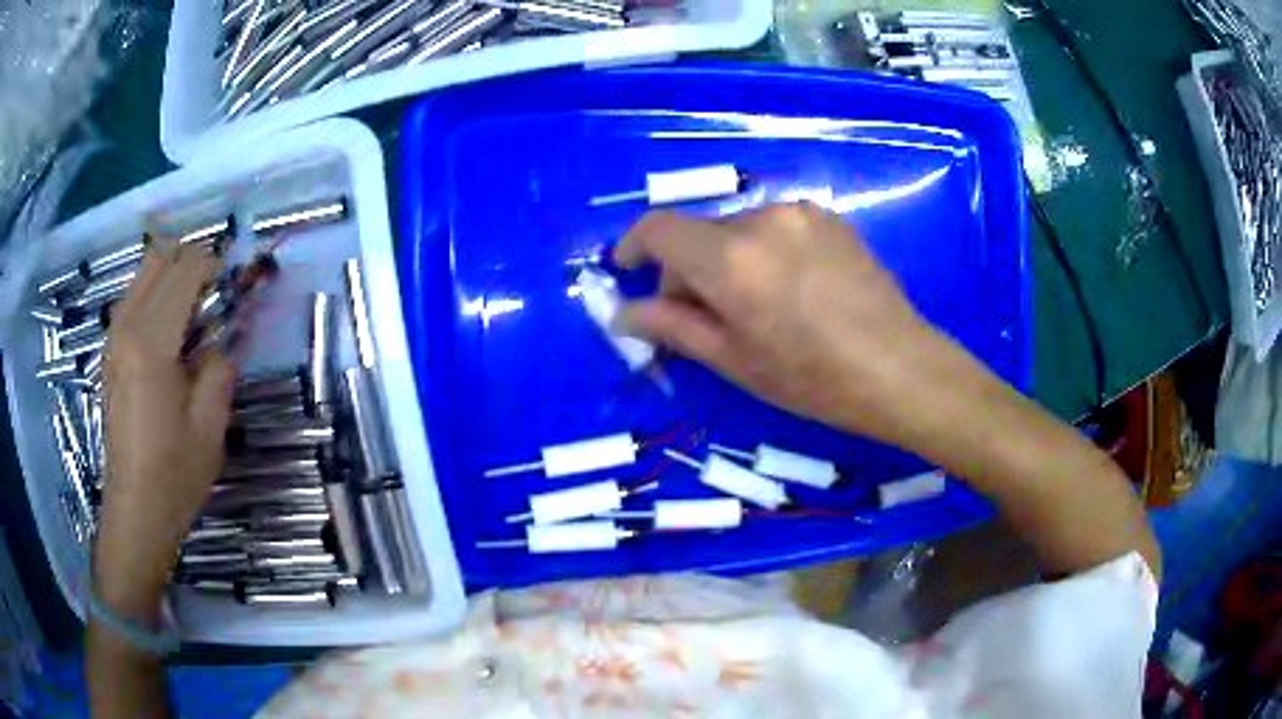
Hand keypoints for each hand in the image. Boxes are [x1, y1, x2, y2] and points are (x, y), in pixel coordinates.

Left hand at [95, 243, 233, 617]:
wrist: (135, 509)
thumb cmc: (175, 474)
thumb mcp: (211, 424)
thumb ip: (219, 366)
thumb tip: (220, 338)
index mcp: (152, 341)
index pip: (186, 269)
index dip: (215, 267)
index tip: (233, 289)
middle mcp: (127, 326)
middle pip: (160, 257)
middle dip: (192, 262)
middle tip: (214, 297)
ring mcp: (114, 337)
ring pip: (144, 273)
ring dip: (172, 277)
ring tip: (194, 315)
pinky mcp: (110, 351)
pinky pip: (133, 297)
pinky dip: (155, 296)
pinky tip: (169, 335)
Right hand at [615, 203, 964, 447]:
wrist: (900, 368)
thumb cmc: (813, 379)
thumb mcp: (734, 361)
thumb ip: (672, 327)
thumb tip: (624, 312)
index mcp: (730, 258)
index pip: (658, 229)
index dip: (633, 247)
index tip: (629, 272)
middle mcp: (761, 219)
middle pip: (698, 232)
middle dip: (686, 269)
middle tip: (701, 316)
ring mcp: (799, 213)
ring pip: (737, 229)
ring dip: (727, 260)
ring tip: (755, 306)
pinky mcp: (828, 216)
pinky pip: (774, 226)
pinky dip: (762, 251)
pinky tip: (790, 289)